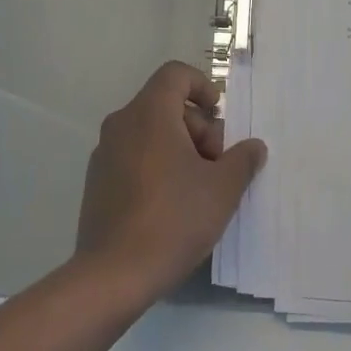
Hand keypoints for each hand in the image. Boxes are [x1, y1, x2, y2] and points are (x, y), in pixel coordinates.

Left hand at [76, 61, 267, 300]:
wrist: (113, 275)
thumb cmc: (173, 219)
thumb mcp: (222, 189)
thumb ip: (242, 160)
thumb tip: (254, 147)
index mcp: (149, 113)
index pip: (175, 74)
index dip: (202, 86)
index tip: (218, 115)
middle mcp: (122, 123)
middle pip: (166, 105)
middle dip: (197, 128)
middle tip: (215, 165)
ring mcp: (104, 153)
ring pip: (150, 132)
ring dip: (179, 148)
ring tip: (197, 189)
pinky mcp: (96, 181)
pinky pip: (133, 156)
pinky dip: (156, 165)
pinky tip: (170, 205)